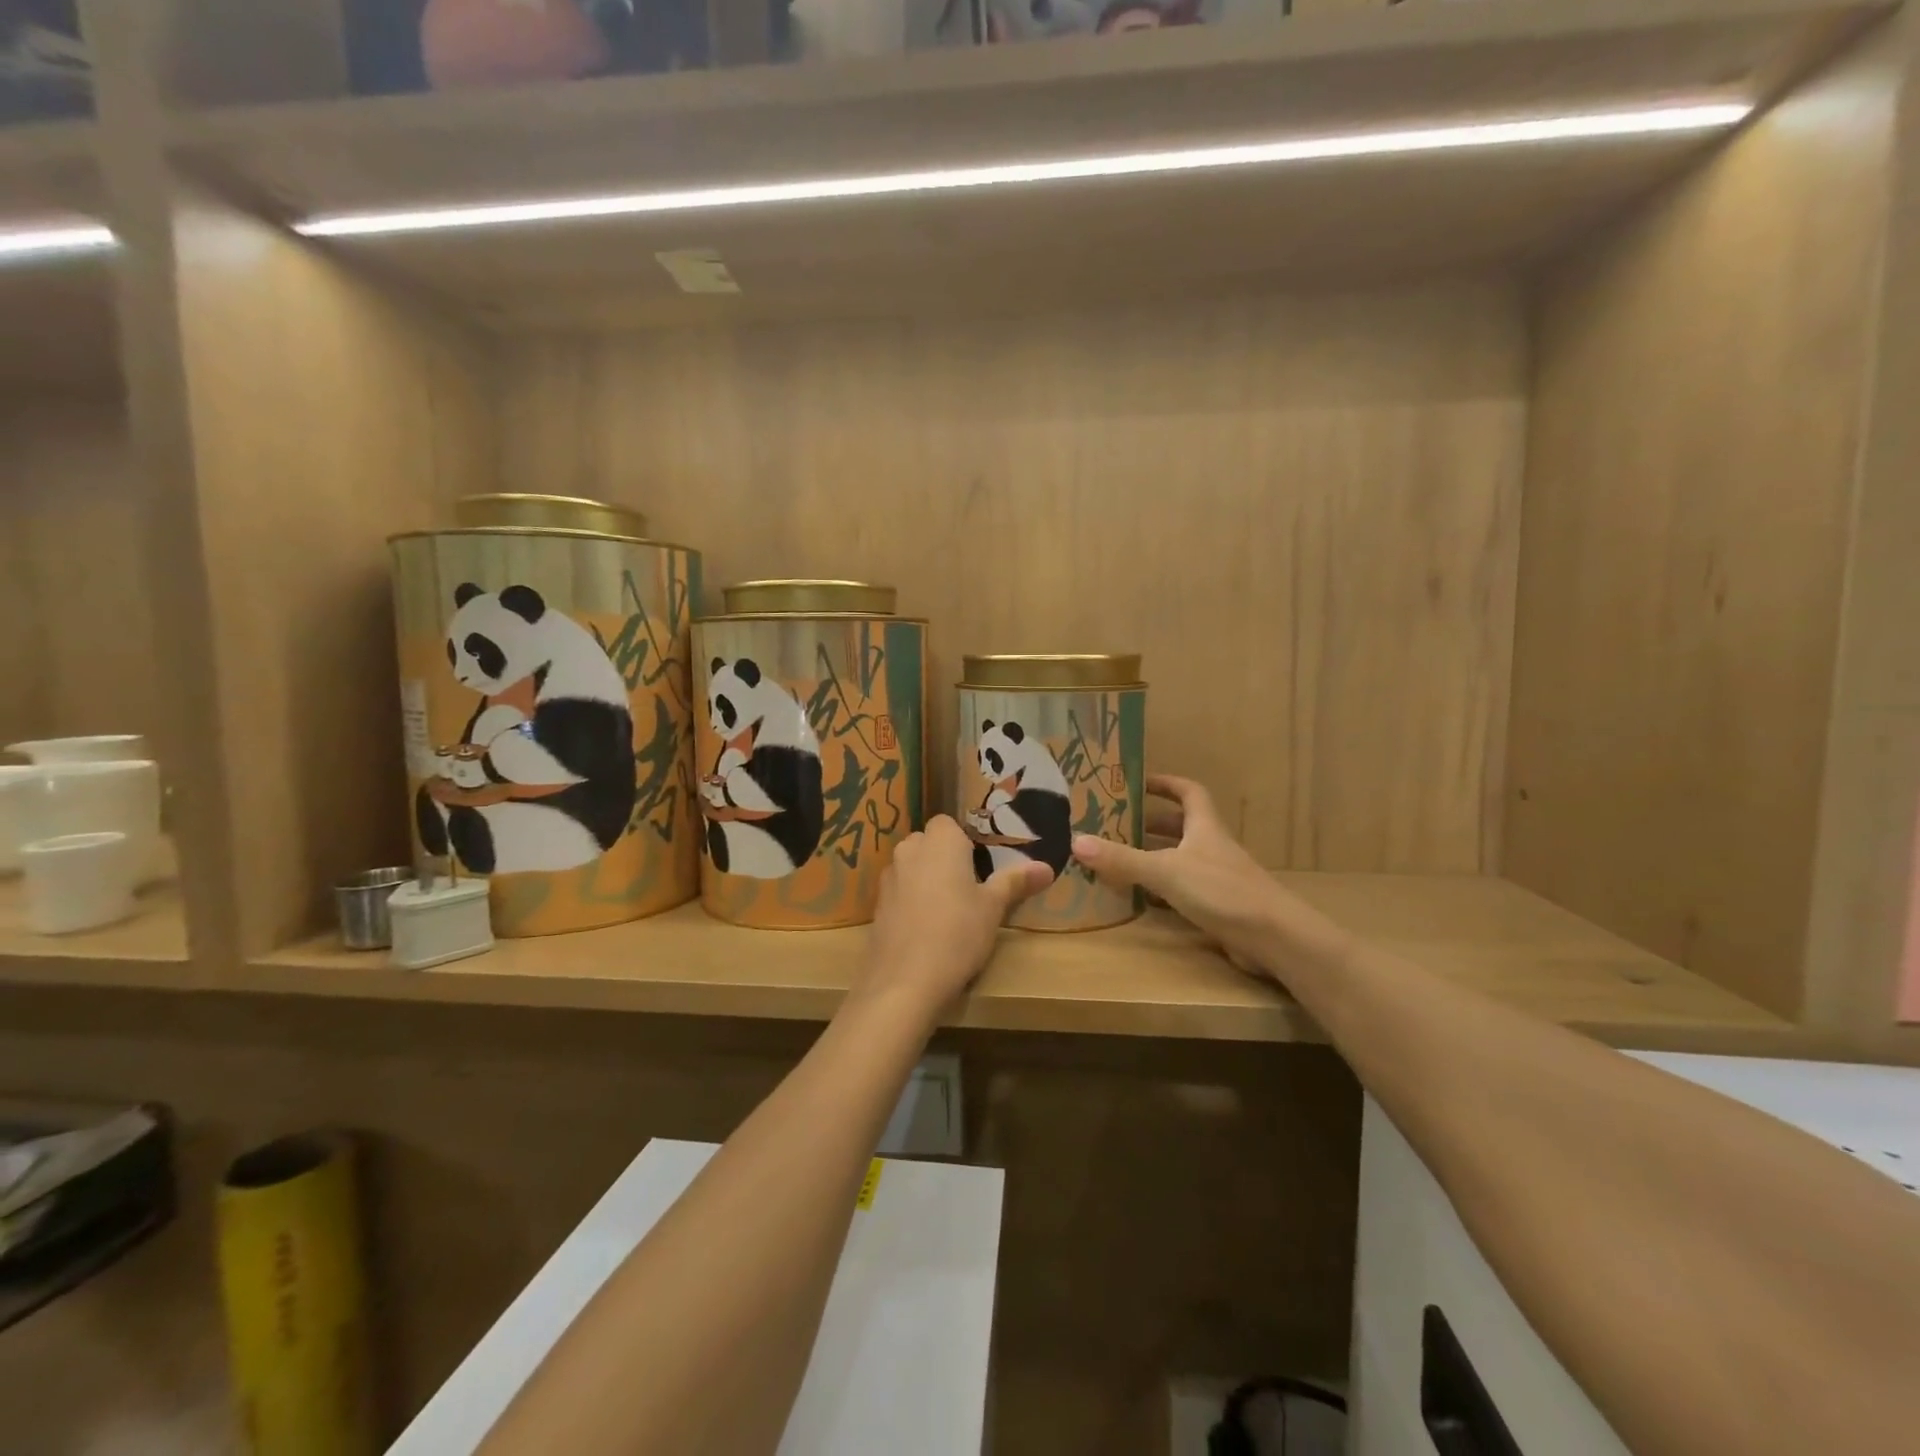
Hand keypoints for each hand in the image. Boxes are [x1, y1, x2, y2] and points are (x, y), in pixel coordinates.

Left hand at [856, 816, 1052, 1019]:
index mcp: (940, 841)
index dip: (963, 842)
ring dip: (925, 879)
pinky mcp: (877, 905)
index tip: (979, 867)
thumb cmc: (958, 933)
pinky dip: (910, 901)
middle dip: (944, 859)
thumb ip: (1016, 882)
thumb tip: (1047, 867)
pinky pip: (899, 892)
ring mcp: (888, 877)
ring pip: (911, 867)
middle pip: (928, 843)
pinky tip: (925, 929)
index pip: (948, 824)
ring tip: (947, 911)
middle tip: (968, 889)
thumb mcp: (993, 908)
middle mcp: (909, 850)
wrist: (905, 980)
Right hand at [1071, 774, 1347, 986]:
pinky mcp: (1220, 906)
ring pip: (1182, 858)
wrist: (1276, 938)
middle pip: (1182, 826)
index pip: (1189, 792)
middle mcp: (1213, 847)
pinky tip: (1142, 898)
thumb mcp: (1166, 872)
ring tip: (1120, 858)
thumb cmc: (1222, 892)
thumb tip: (1076, 841)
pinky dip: (1163, 889)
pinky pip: (1185, 889)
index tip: (1138, 782)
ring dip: (1155, 856)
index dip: (1166, 783)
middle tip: (1116, 824)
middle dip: (1151, 823)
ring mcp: (1219, 878)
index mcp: (1205, 827)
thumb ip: (1122, 860)